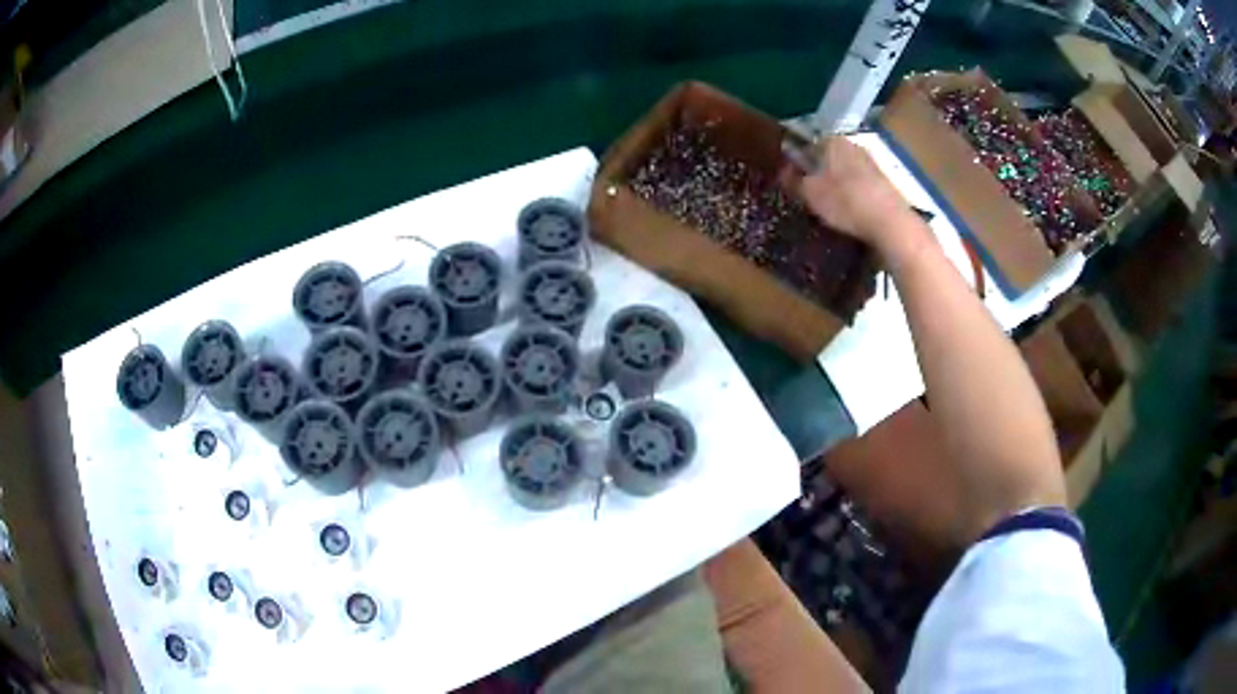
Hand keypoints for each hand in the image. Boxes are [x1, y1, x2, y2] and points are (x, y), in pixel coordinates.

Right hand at [789, 137, 919, 253]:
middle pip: (827, 158)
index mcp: (832, 141)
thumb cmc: (845, 202)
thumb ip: (793, 180)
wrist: (890, 223)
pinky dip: (852, 196)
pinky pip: (859, 185)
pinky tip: (849, 213)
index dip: (797, 163)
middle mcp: (853, 145)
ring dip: (835, 186)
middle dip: (817, 174)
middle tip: (808, 197)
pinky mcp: (884, 182)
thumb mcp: (810, 193)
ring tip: (828, 209)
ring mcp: (871, 163)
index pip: (807, 145)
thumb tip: (782, 171)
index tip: (792, 182)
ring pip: (844, 172)